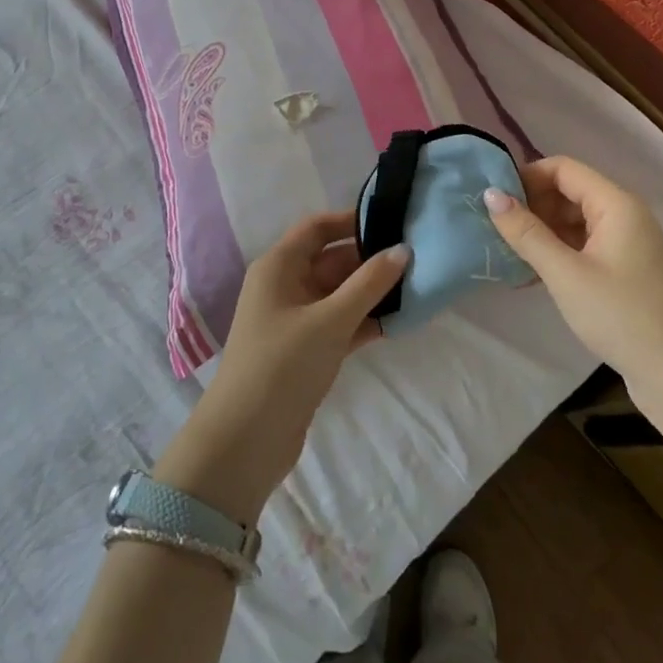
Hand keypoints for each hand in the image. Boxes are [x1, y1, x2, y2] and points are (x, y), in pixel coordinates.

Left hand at [155, 214, 407, 523]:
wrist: (245, 441)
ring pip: (339, 293)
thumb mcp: (330, 320)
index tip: (392, 221)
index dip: (351, 220)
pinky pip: (340, 323)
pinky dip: (365, 321)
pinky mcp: (306, 351)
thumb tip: (402, 249)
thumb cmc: (283, 365)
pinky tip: (400, 321)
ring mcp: (295, 320)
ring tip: (417, 286)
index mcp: (278, 267)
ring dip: (372, 292)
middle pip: (332, 260)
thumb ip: (369, 283)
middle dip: (370, 259)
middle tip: (416, 257)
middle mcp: (285, 286)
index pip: (317, 228)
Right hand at [486, 155, 662, 395]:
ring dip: (541, 230)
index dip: (526, 177)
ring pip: (573, 218)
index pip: (563, 168)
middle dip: (532, 205)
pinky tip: (531, 272)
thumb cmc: (621, 316)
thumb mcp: (566, 274)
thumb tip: (490, 194)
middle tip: (496, 229)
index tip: (493, 199)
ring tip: (507, 251)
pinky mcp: (623, 266)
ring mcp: (625, 241)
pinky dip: (557, 250)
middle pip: (568, 190)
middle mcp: (623, 213)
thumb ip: (526, 233)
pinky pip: (583, 242)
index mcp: (615, 203)